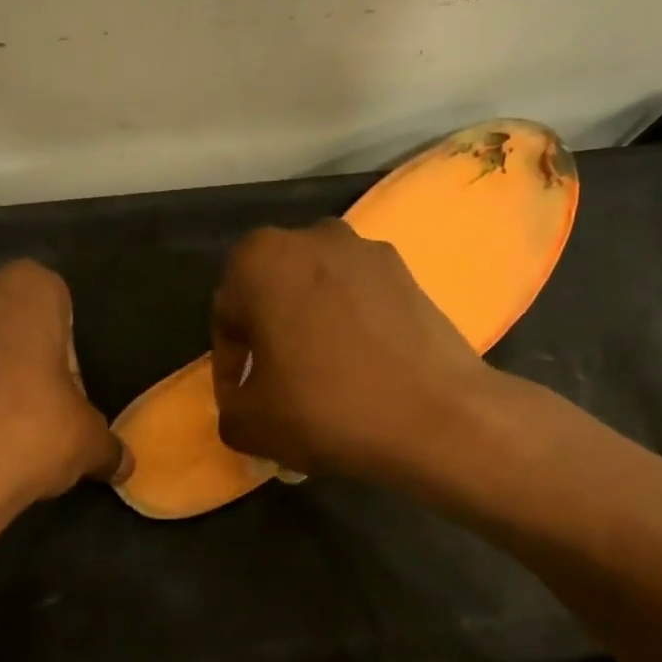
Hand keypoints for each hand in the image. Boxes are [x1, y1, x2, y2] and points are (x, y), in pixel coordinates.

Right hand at [210, 221, 507, 485]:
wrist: (436, 418)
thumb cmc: (325, 410)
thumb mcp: (247, 424)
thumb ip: (227, 405)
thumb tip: (243, 398)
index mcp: (260, 260)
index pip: (226, 314)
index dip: (229, 363)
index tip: (243, 398)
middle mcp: (312, 237)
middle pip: (273, 294)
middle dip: (268, 338)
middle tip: (275, 386)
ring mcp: (366, 250)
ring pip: (317, 293)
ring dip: (309, 329)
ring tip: (320, 379)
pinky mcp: (408, 272)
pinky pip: (358, 299)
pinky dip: (349, 328)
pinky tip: (359, 371)